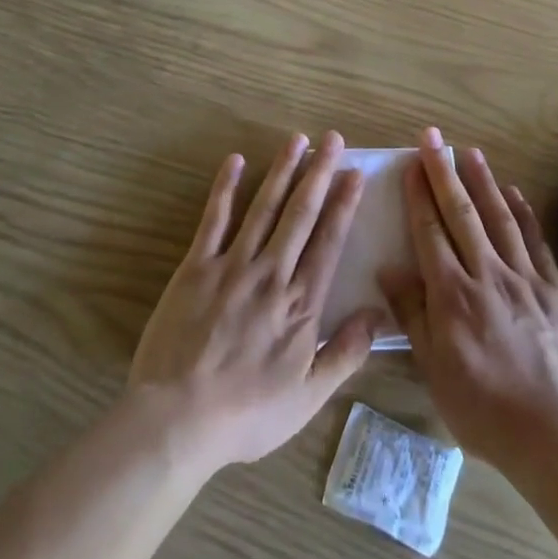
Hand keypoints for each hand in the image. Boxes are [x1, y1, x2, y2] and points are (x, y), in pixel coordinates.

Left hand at [128, 132, 382, 474]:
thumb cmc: (247, 413)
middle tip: (334, 139)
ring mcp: (232, 266)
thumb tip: (379, 314)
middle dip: (320, 173)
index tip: (355, 172)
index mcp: (301, 303)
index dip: (344, 204)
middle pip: (301, 214)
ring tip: (297, 139)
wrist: (178, 420)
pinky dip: (225, 188)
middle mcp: (272, 273)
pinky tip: (235, 161)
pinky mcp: (196, 267)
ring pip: (264, 208)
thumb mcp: (308, 397)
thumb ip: (346, 353)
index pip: (329, 241)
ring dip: (282, 171)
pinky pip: (213, 220)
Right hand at [381, 127, 557, 469]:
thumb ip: (412, 316)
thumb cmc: (484, 409)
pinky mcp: (553, 289)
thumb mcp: (435, 370)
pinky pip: (535, 241)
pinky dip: (523, 212)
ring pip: (499, 218)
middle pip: (461, 214)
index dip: (419, 195)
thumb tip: (388, 270)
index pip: (430, 232)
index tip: (412, 164)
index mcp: (453, 295)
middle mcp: (487, 274)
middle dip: (444, 172)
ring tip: (470, 152)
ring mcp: (524, 278)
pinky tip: (513, 192)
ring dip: (482, 182)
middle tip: (433, 138)